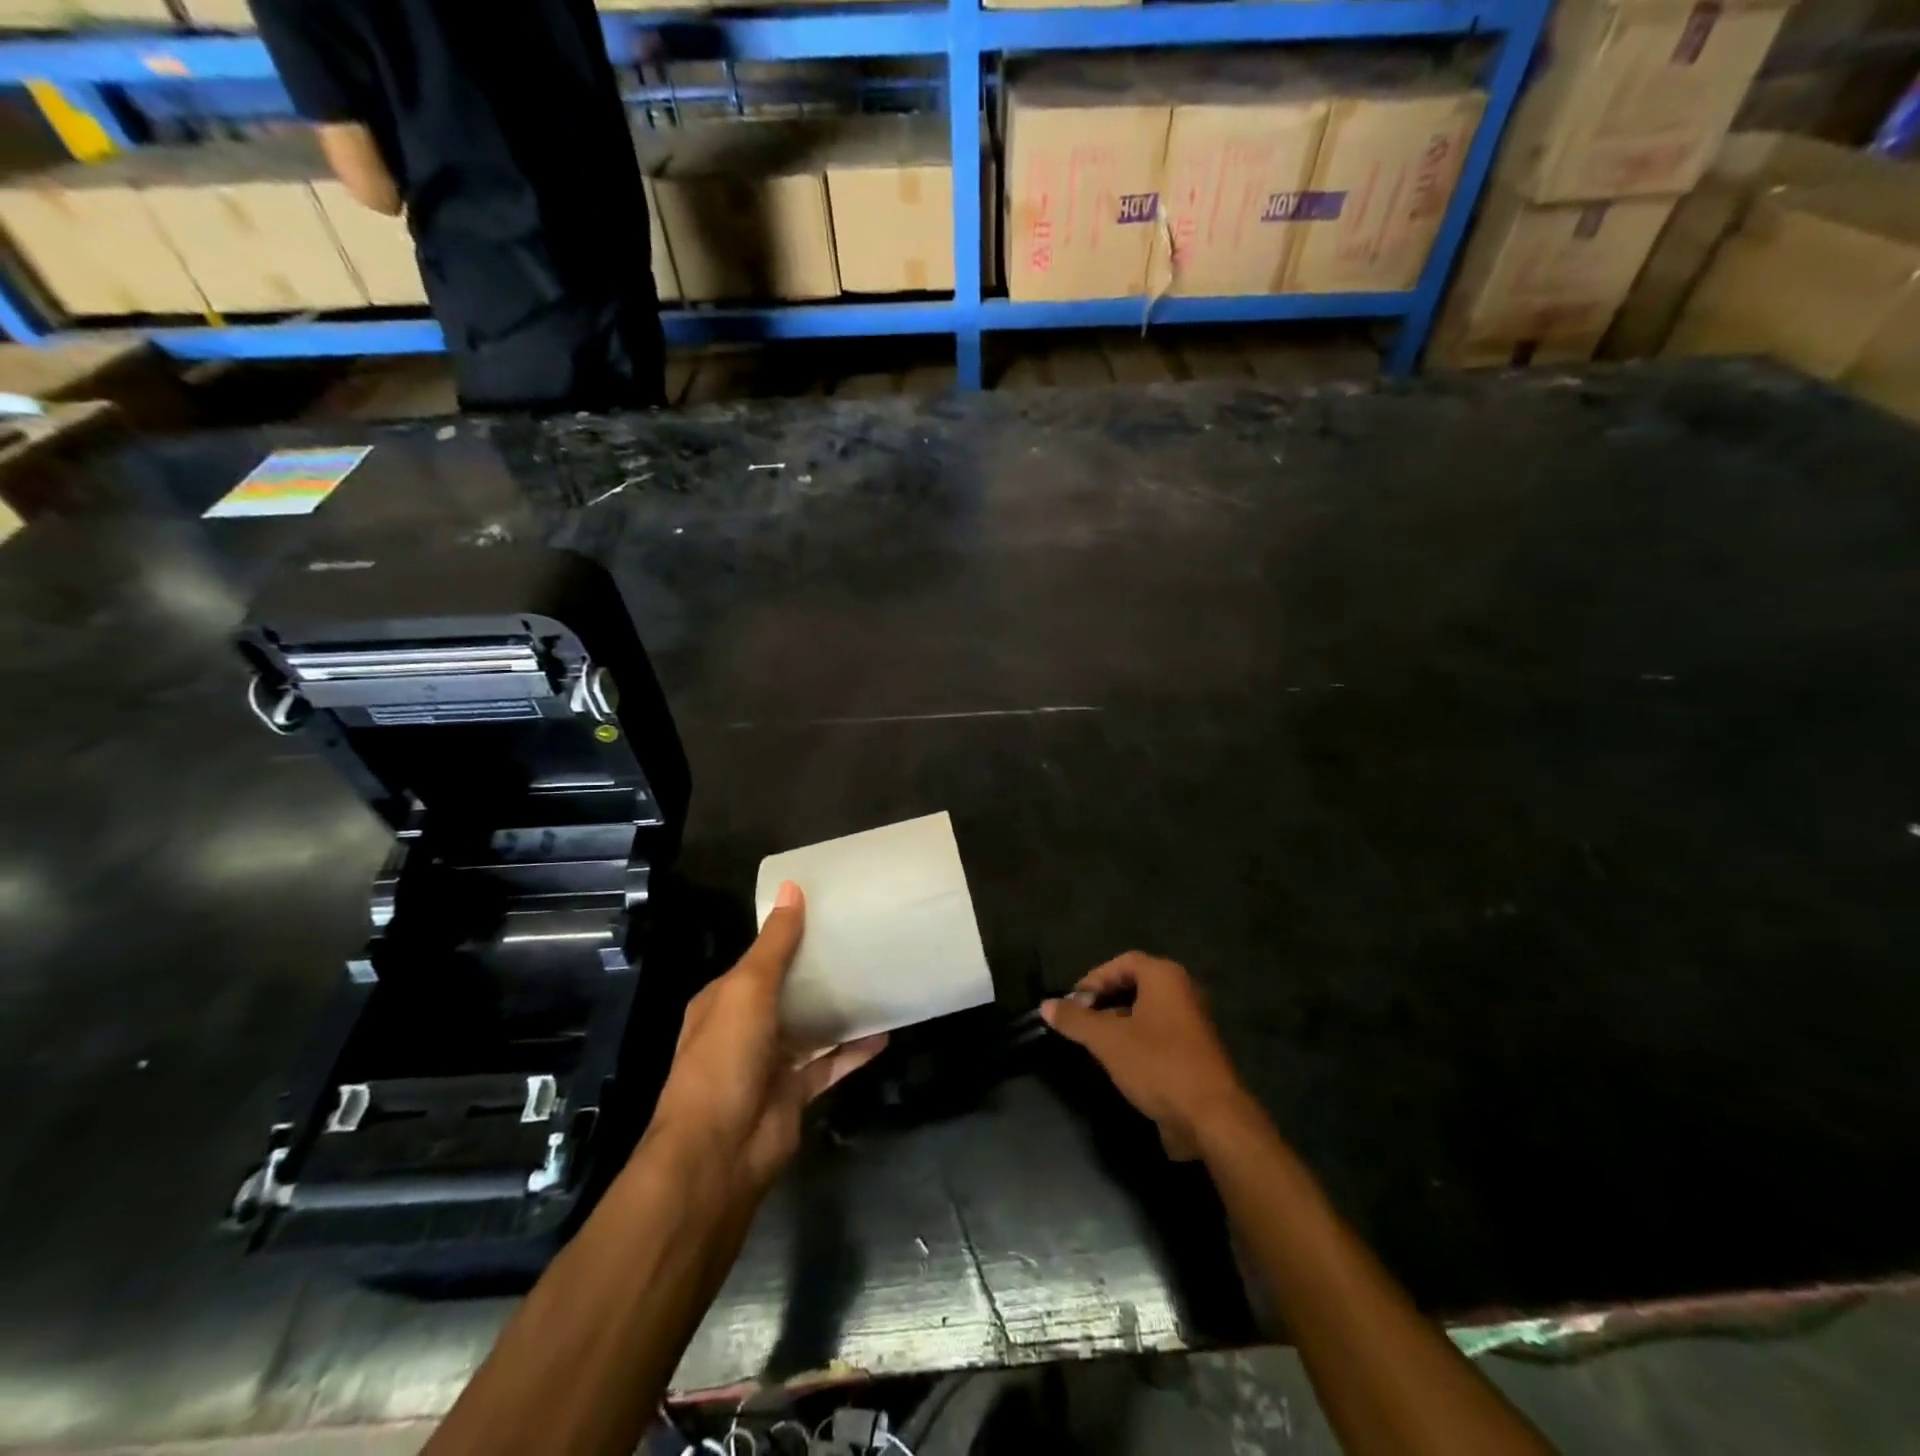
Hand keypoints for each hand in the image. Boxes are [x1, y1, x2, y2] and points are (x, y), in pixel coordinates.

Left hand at [647, 882, 886, 1195]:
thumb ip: (775, 944)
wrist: (719, 1153)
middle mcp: (745, 1029)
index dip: (787, 937)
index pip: (759, 960)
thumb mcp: (747, 990)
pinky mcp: (795, 1093)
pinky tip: (884, 1033)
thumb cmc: (725, 1059)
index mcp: (724, 1001)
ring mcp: (771, 1063)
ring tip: (878, 982)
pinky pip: (830, 1065)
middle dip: (818, 972)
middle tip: (863, 944)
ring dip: (839, 1010)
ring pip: (811, 1028)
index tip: (827, 914)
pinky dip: (854, 1051)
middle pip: (787, 992)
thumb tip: (793, 888)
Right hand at [1041, 952, 1251, 1161]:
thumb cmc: (1158, 1064)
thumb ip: (1075, 1020)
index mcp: (1166, 977)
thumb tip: (1046, 1005)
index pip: (1123, 962)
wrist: (1211, 1118)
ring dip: (1118, 1021)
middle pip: (1136, 984)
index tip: (1073, 1002)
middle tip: (1080, 1020)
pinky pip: (1159, 1033)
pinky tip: (1119, 1062)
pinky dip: (1136, 1039)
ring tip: (1093, 1042)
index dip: (1094, 978)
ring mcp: (1192, 1022)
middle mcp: (1183, 992)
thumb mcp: (1108, 1040)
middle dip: (1104, 999)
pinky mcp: (1195, 1051)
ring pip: (1147, 1011)